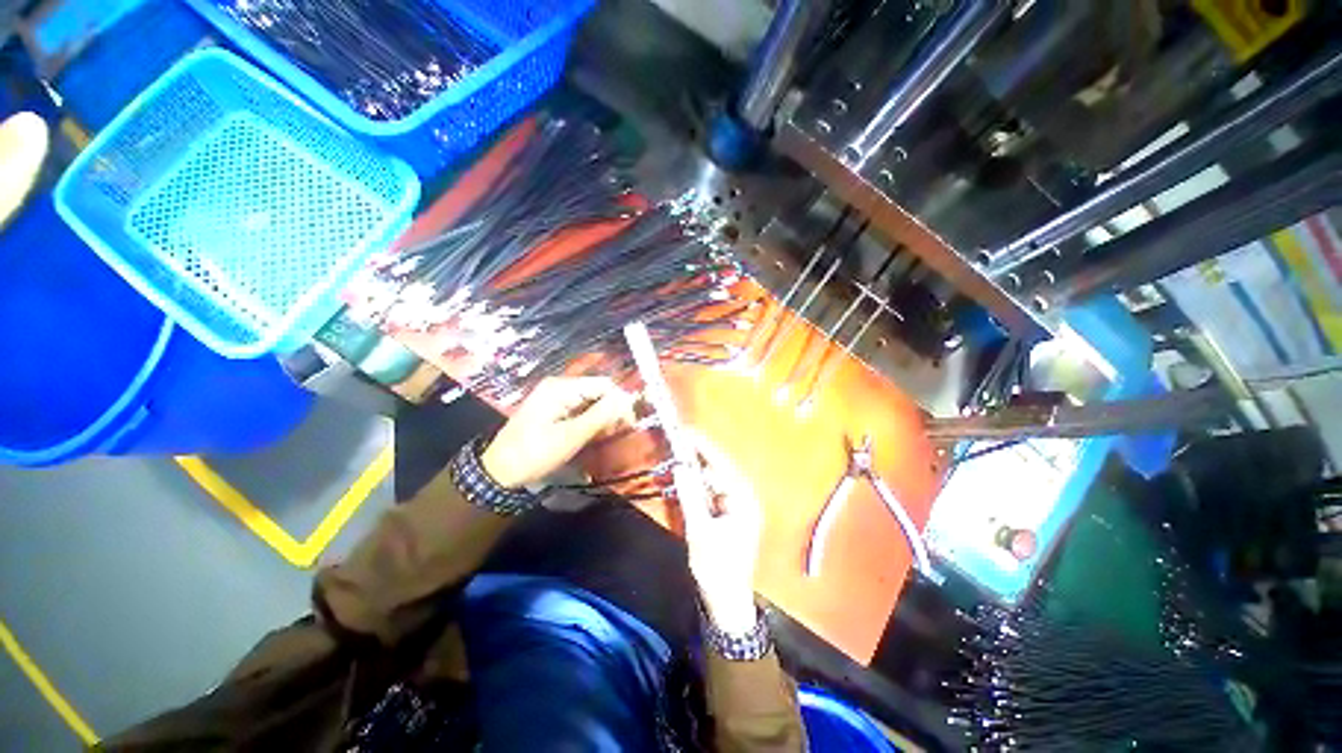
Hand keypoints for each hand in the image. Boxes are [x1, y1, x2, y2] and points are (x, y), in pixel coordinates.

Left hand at [481, 377, 635, 488]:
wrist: (498, 472)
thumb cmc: (535, 453)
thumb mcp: (571, 436)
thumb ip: (601, 416)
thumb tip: (627, 400)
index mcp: (561, 388)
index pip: (603, 385)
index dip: (620, 401)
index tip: (629, 423)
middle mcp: (559, 386)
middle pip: (597, 391)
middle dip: (611, 409)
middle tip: (618, 432)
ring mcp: (555, 397)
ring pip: (590, 400)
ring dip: (602, 416)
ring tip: (606, 435)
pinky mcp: (553, 409)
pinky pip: (580, 408)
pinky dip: (590, 419)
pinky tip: (593, 433)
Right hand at [679, 433, 762, 634]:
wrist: (727, 602)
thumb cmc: (716, 568)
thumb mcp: (699, 531)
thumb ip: (690, 496)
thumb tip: (680, 467)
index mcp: (743, 500)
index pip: (722, 465)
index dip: (704, 446)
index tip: (687, 431)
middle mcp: (744, 498)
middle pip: (721, 468)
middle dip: (701, 454)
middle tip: (680, 440)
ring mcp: (739, 506)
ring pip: (717, 479)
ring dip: (700, 468)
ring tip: (683, 453)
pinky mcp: (731, 515)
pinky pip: (715, 491)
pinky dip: (702, 483)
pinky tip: (690, 478)